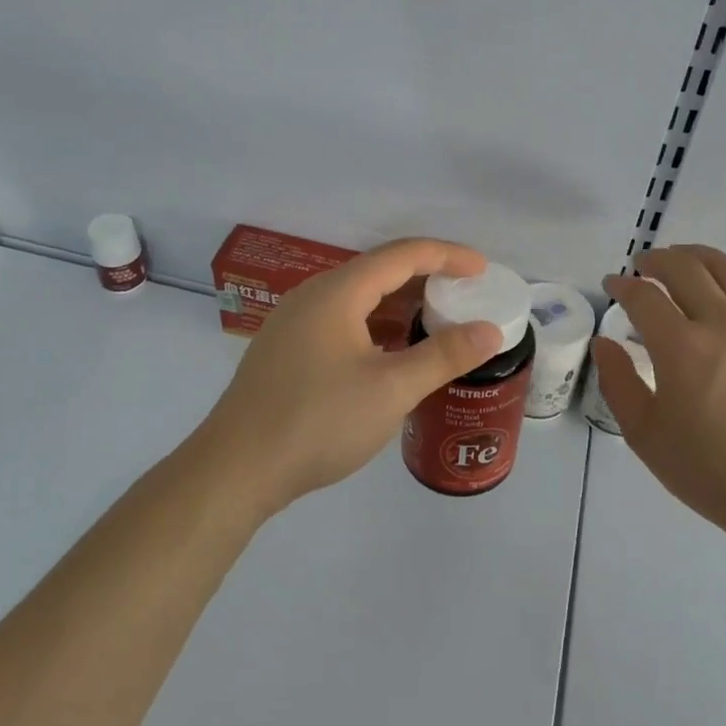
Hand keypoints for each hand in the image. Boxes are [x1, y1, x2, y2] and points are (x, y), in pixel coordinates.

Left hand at [198, 239, 503, 518]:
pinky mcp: (286, 352)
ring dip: (399, 307)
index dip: (447, 256)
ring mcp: (294, 324)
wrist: (236, 470)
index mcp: (337, 292)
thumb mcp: (391, 389)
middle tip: (464, 297)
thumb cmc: (318, 421)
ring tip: (436, 325)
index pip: (402, 255)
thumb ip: (443, 356)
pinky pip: (342, 323)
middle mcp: (312, 297)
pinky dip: (376, 329)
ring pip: (358, 300)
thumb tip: (489, 331)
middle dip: (425, 280)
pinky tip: (392, 356)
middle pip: (378, 272)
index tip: (482, 270)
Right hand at [595, 245, 725, 542]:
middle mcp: (722, 324)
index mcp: (682, 347)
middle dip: (656, 259)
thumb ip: (618, 381)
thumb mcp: (645, 434)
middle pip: (685, 267)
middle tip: (641, 266)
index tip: (612, 285)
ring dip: (695, 256)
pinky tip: (714, 301)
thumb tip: (606, 343)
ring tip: (679, 260)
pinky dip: (723, 282)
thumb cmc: (709, 470)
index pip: (644, 296)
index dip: (623, 285)